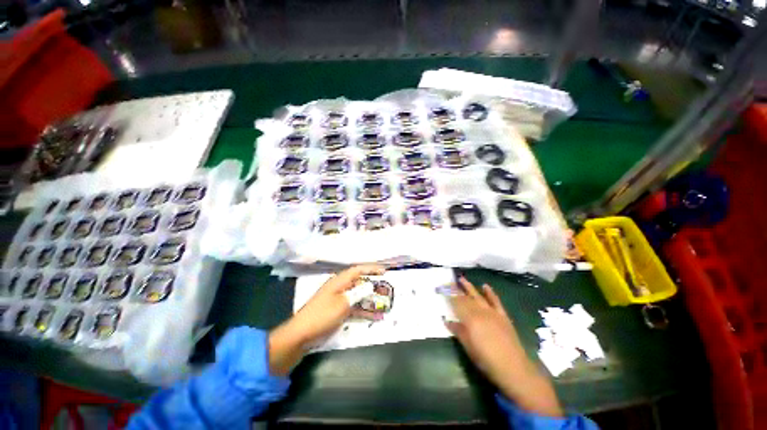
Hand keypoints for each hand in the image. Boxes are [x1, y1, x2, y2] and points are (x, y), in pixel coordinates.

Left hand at [269, 265, 385, 374]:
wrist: (302, 335)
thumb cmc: (322, 315)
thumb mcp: (343, 303)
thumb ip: (358, 294)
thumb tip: (370, 286)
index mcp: (339, 282)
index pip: (358, 270)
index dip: (371, 269)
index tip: (384, 272)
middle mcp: (340, 288)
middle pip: (359, 283)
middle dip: (373, 286)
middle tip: (386, 289)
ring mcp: (339, 300)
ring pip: (358, 297)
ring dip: (370, 300)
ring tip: (385, 303)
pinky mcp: (338, 311)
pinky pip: (354, 308)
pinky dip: (364, 311)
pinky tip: (375, 317)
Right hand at [446, 277, 562, 416]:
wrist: (514, 369)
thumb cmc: (487, 360)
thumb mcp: (468, 347)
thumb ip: (458, 331)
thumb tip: (447, 320)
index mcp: (470, 319)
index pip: (457, 303)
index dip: (449, 295)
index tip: (442, 288)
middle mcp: (481, 312)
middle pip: (466, 298)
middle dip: (456, 289)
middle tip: (448, 282)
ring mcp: (493, 313)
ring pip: (478, 296)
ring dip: (469, 287)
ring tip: (462, 279)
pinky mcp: (502, 316)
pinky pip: (495, 301)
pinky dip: (490, 293)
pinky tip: (485, 286)